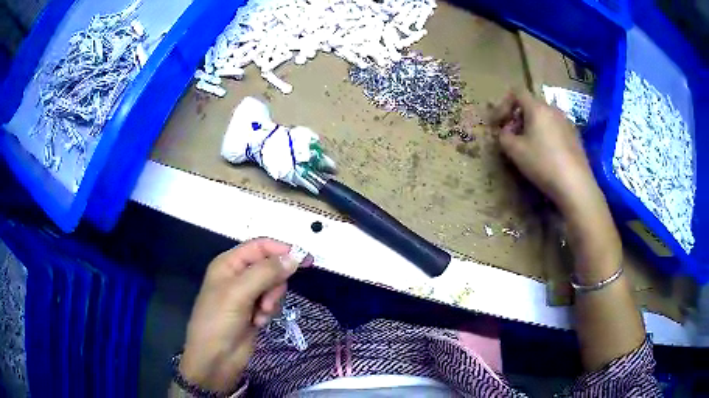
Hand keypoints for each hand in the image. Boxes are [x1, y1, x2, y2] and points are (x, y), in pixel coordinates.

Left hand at [179, 238, 310, 392]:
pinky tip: (259, 323)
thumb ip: (266, 272)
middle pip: (270, 267)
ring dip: (272, 300)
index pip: (260, 247)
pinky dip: (269, 312)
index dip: (282, 250)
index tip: (305, 260)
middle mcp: (239, 276)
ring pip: (274, 286)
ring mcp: (247, 295)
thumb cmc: (219, 321)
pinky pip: (272, 303)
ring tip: (261, 314)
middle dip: (274, 283)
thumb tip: (295, 257)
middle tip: (267, 301)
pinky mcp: (255, 311)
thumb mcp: (239, 292)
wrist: (215, 359)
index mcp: (229, 263)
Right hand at [489, 88, 601, 214]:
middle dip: (517, 116)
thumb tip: (504, 132)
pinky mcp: (575, 136)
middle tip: (511, 135)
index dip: (503, 104)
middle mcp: (553, 109)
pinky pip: (554, 127)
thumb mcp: (515, 151)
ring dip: (531, 125)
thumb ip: (503, 136)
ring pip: (543, 116)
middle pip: (531, 104)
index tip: (498, 122)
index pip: (517, 92)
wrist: (575, 184)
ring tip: (527, 145)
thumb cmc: (542, 163)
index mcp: (537, 107)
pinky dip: (545, 133)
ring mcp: (566, 122)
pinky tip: (545, 153)